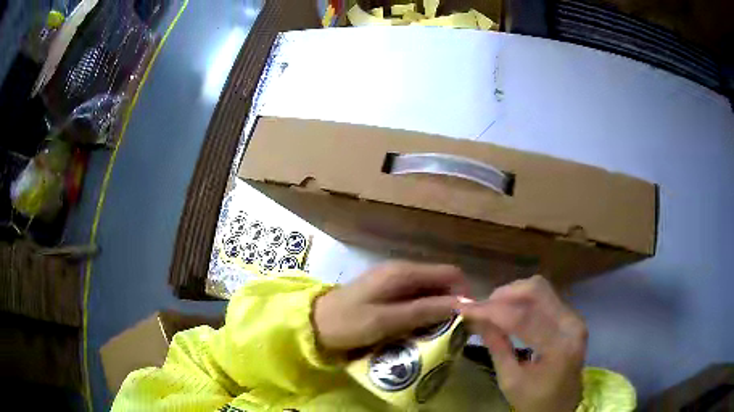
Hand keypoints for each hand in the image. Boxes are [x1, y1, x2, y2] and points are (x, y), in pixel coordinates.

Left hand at [313, 261, 466, 351]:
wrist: (314, 324)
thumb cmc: (348, 323)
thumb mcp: (387, 320)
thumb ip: (424, 311)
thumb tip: (462, 305)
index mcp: (403, 272)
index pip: (450, 274)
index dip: (463, 294)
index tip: (466, 320)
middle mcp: (402, 271)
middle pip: (440, 283)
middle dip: (451, 305)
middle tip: (454, 331)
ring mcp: (393, 281)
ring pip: (428, 292)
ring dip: (437, 311)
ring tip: (440, 334)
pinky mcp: (386, 292)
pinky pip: (414, 299)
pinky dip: (423, 313)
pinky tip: (420, 330)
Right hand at [458, 275, 586, 411]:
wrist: (562, 406)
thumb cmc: (534, 401)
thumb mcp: (510, 381)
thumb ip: (497, 347)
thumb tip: (475, 319)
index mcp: (558, 347)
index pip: (522, 318)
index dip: (491, 310)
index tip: (464, 308)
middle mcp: (571, 324)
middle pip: (536, 291)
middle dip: (503, 295)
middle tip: (480, 309)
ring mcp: (574, 318)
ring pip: (541, 289)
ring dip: (513, 294)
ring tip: (493, 309)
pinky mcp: (572, 317)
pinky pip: (546, 297)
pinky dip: (524, 299)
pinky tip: (510, 311)